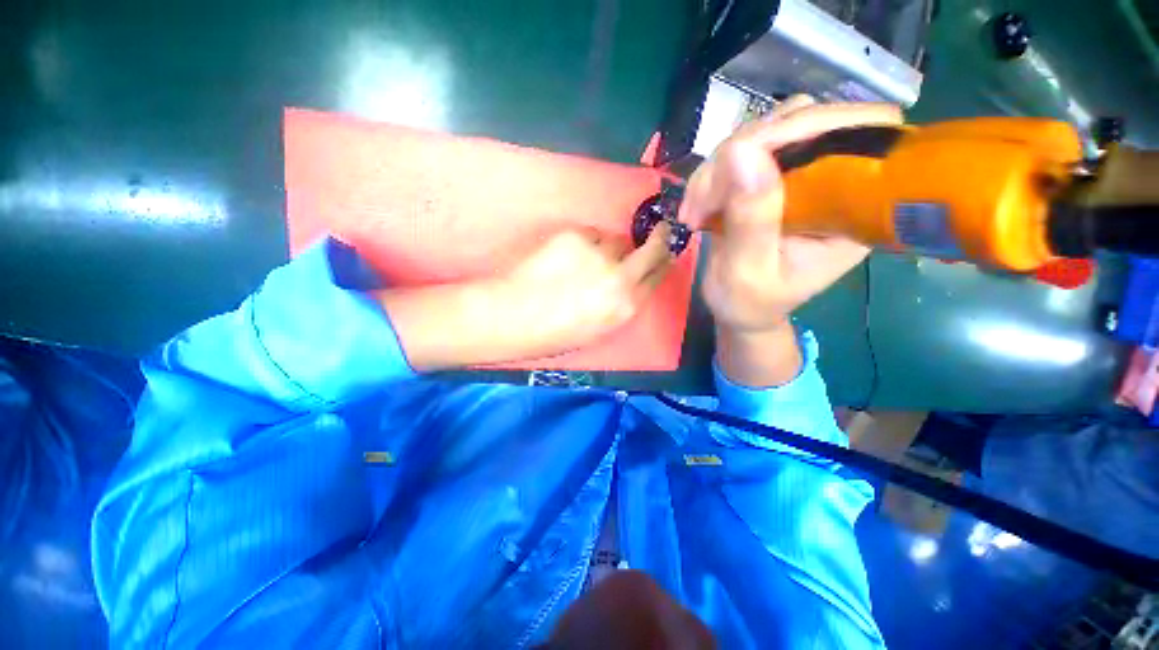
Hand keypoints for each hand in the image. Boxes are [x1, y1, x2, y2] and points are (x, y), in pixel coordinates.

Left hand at [381, 225, 672, 370]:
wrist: (513, 317)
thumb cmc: (554, 333)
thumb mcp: (598, 329)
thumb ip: (622, 303)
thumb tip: (632, 280)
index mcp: (626, 307)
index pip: (659, 275)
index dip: (665, 260)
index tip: (667, 250)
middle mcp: (619, 277)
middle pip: (653, 249)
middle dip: (659, 239)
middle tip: (659, 231)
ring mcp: (598, 253)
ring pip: (616, 240)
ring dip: (609, 247)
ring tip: (584, 261)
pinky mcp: (575, 236)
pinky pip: (591, 234)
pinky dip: (585, 242)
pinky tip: (565, 257)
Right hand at [679, 96, 902, 385]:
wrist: (738, 308)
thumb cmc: (749, 302)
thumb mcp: (748, 273)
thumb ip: (752, 219)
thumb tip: (742, 152)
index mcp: (853, 208)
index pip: (858, 132)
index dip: (807, 127)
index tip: (746, 159)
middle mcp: (834, 180)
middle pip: (804, 121)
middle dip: (743, 153)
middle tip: (701, 201)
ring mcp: (801, 174)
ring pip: (766, 131)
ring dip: (718, 166)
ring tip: (694, 210)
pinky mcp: (770, 176)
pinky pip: (741, 151)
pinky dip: (710, 174)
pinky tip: (695, 205)